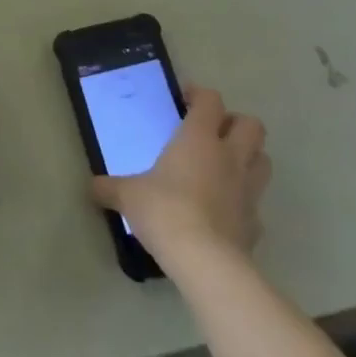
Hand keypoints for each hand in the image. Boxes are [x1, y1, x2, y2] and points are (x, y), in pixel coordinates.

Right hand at [92, 86, 269, 265]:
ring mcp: (248, 191)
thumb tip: (92, 187)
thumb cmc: (164, 211)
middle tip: (212, 132)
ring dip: (249, 158)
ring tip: (224, 167)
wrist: (205, 262)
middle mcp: (229, 157)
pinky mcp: (256, 224)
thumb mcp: (128, 195)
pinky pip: (256, 204)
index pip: (211, 100)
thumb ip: (110, 187)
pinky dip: (245, 203)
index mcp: (199, 138)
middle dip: (236, 124)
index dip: (200, 95)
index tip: (185, 100)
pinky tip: (225, 211)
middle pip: (252, 125)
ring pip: (263, 160)